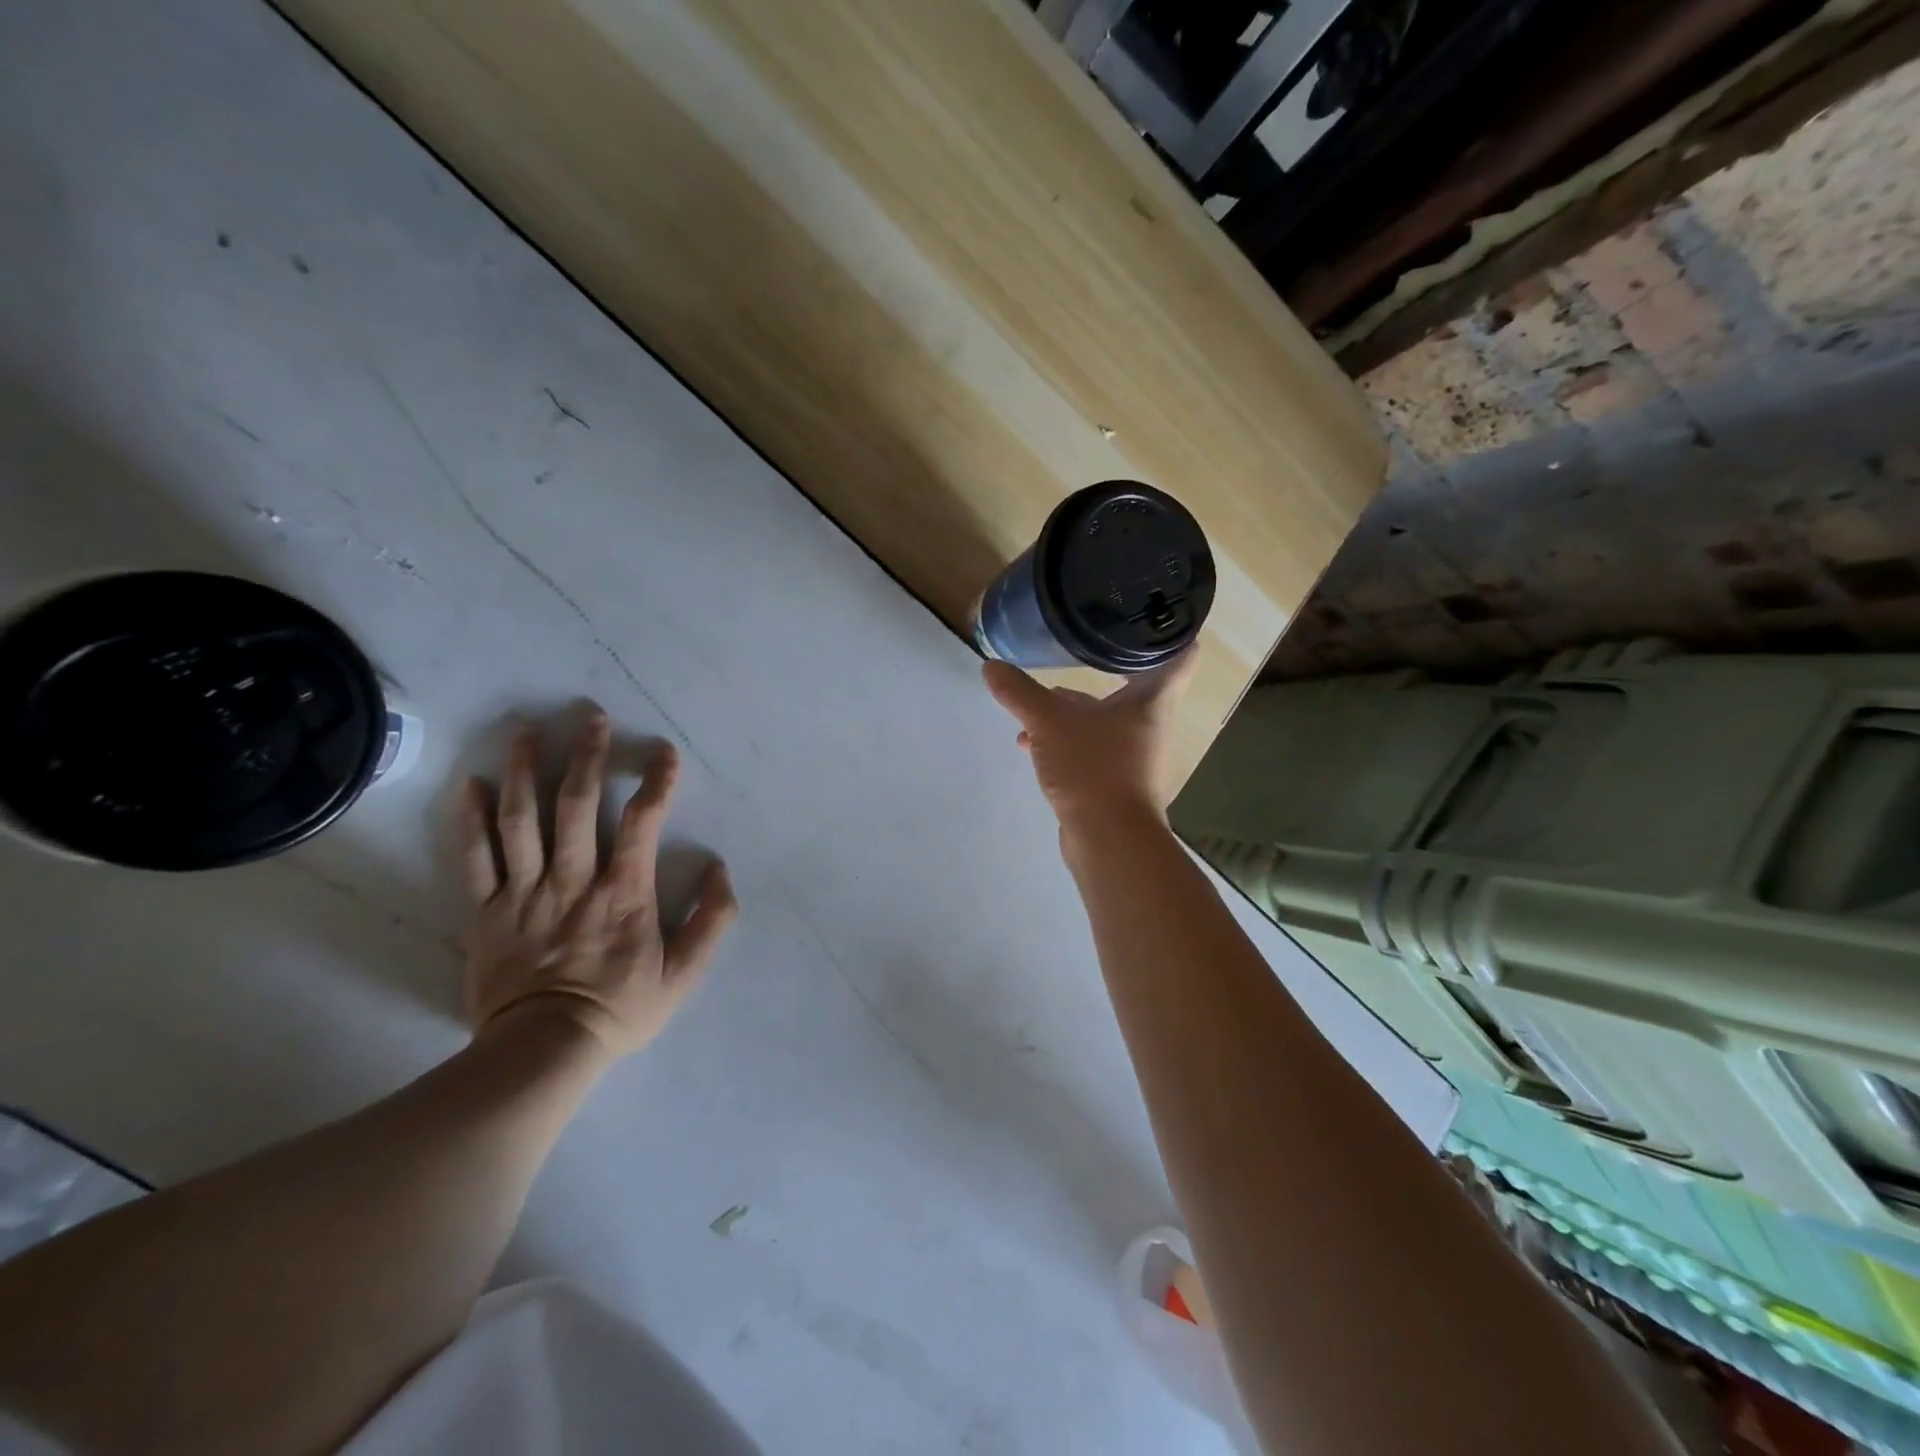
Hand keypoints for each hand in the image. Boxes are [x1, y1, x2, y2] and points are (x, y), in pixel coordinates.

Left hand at [459, 711, 737, 1060]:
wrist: (544, 1051)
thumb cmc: (619, 1008)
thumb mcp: (684, 973)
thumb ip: (711, 920)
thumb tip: (719, 870)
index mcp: (623, 892)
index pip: (643, 821)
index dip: (657, 781)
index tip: (664, 752)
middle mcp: (574, 879)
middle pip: (577, 804)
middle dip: (587, 755)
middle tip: (591, 717)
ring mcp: (524, 892)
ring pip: (522, 819)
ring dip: (525, 770)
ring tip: (526, 731)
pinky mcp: (485, 911)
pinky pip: (475, 857)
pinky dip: (471, 819)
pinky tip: (470, 783)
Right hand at [982, 651, 1197, 833]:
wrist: (1110, 840)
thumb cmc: (1093, 767)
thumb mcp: (1049, 723)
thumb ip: (1020, 693)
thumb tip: (990, 665)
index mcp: (1152, 699)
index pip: (1181, 653)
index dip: (1169, 630)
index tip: (1147, 611)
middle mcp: (1151, 723)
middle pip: (1136, 685)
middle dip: (1104, 669)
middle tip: (1078, 646)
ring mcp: (1136, 754)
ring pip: (1107, 719)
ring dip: (1075, 711)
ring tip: (1037, 704)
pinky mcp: (1117, 780)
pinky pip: (1093, 747)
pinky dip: (1067, 741)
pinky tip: (1033, 744)